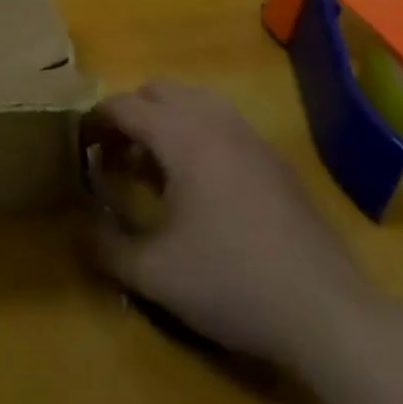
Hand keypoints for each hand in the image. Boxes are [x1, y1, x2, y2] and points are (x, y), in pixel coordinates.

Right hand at [89, 80, 388, 370]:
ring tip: (153, 166)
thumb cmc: (232, 282)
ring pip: (194, 101)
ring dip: (165, 120)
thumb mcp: (154, 273)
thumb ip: (105, 246)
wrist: (326, 312)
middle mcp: (215, 121)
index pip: (125, 105)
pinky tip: (198, 184)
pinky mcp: (273, 159)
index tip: (79, 146)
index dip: (95, 120)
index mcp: (182, 136)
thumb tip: (76, 227)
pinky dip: (196, 133)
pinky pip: (221, 122)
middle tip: (115, 155)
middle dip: (130, 114)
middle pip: (159, 91)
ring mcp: (249, 136)